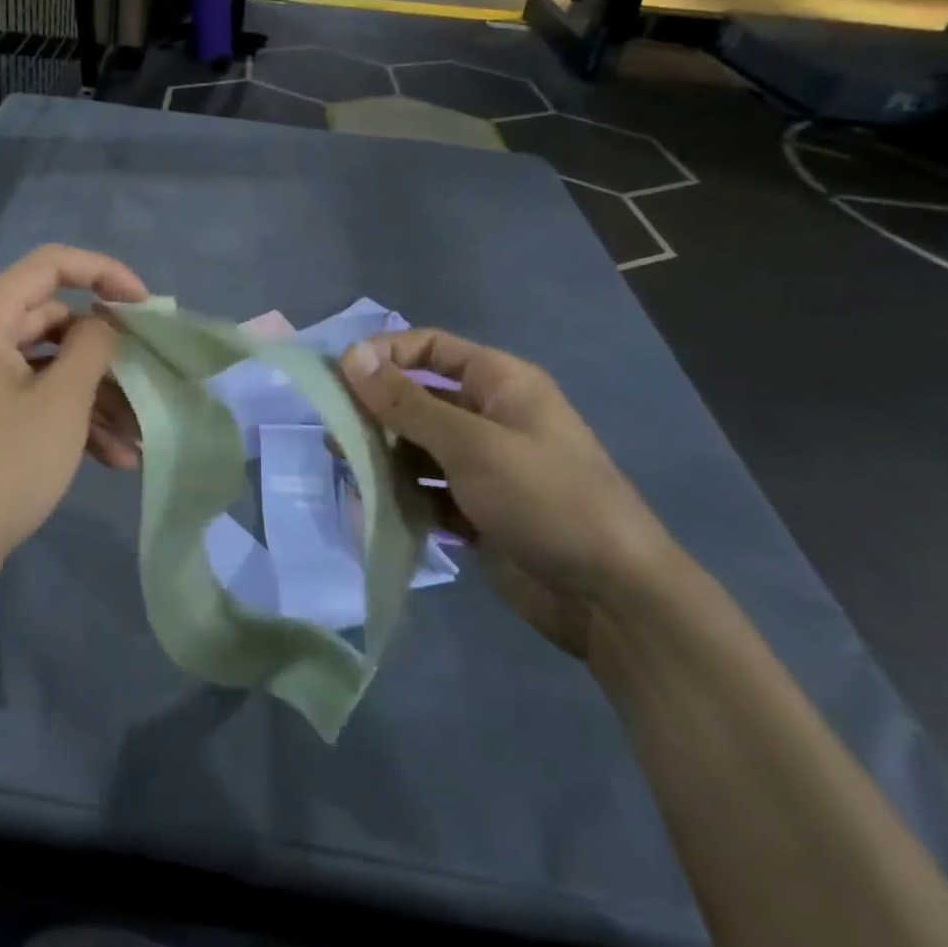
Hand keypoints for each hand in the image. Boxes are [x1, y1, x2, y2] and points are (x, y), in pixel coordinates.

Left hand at [0, 245, 149, 583]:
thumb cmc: (5, 466)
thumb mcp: (63, 402)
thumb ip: (93, 346)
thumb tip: (103, 322)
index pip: (50, 265)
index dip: (103, 273)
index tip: (144, 304)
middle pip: (52, 321)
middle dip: (104, 353)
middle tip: (145, 373)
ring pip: (48, 366)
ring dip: (94, 395)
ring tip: (137, 435)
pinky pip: (31, 397)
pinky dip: (69, 417)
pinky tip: (112, 457)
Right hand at [339, 330, 674, 658]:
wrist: (612, 599)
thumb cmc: (545, 499)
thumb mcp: (471, 444)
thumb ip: (406, 403)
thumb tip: (350, 356)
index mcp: (502, 384)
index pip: (432, 347)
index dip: (386, 354)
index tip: (341, 377)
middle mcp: (491, 418)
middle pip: (419, 399)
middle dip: (377, 413)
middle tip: (334, 432)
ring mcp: (485, 467)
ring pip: (418, 448)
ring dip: (384, 457)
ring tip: (350, 471)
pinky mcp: (478, 510)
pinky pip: (428, 491)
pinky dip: (403, 497)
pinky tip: (377, 508)